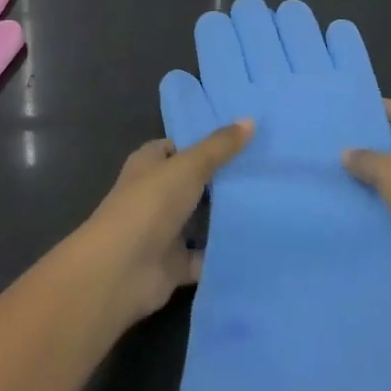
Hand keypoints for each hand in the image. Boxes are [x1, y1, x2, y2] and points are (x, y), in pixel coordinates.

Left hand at [81, 120, 253, 324]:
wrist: (120, 270)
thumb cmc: (150, 205)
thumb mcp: (188, 166)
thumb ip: (219, 147)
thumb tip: (249, 120)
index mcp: (149, 164)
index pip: (178, 146)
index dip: (205, 143)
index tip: (243, 140)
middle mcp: (155, 194)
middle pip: (193, 183)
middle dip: (223, 180)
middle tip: (265, 171)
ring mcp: (163, 231)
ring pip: (200, 220)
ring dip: (225, 217)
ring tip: (269, 203)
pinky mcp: (174, 264)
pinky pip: (204, 256)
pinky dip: (223, 253)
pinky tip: (256, 243)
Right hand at [342, 100, 390, 308]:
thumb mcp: (390, 173)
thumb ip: (366, 160)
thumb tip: (346, 152)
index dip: (382, 109)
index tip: (353, 112)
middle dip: (370, 147)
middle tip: (336, 146)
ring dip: (371, 182)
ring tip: (336, 178)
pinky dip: (378, 209)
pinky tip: (351, 210)